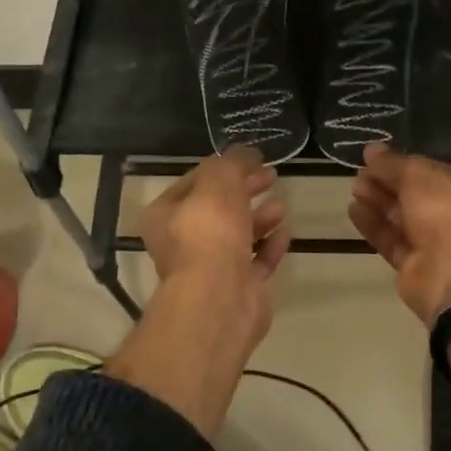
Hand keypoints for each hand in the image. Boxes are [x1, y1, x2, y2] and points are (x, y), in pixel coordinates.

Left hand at [138, 146, 288, 289]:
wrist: (220, 298)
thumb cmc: (210, 231)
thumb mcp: (219, 180)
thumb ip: (233, 162)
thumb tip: (248, 152)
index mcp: (165, 215)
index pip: (193, 182)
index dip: (222, 168)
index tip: (250, 159)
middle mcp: (182, 243)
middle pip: (217, 208)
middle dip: (244, 190)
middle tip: (270, 175)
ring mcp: (211, 269)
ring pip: (237, 235)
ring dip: (259, 217)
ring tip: (281, 204)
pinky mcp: (238, 289)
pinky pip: (256, 261)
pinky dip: (270, 245)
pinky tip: (285, 231)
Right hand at [348, 144, 450, 326]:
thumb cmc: (449, 211)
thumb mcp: (420, 174)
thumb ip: (393, 162)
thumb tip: (371, 150)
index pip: (440, 173)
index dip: (409, 164)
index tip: (380, 158)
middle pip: (420, 197)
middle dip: (389, 183)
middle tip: (361, 172)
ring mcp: (442, 246)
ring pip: (405, 219)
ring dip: (379, 202)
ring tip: (354, 188)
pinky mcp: (418, 268)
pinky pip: (394, 241)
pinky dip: (375, 225)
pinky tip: (354, 209)